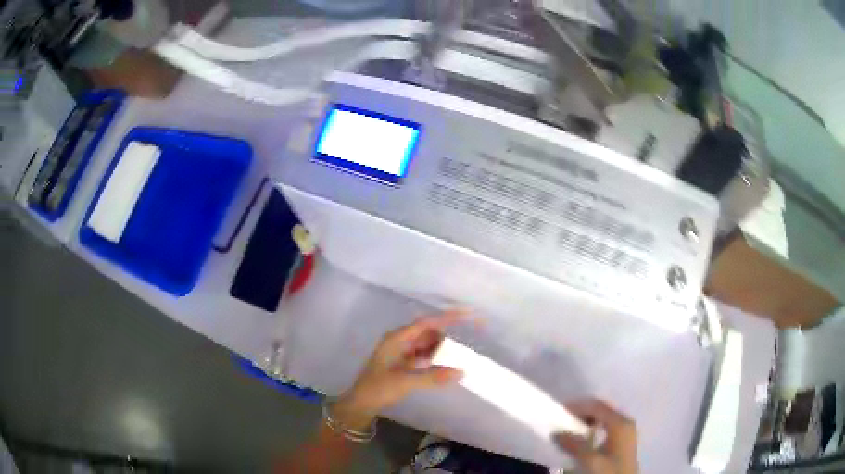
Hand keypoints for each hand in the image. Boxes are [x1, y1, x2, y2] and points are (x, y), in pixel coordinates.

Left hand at [331, 310, 466, 430]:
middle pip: (428, 332)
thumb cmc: (378, 388)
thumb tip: (461, 371)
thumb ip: (433, 376)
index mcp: (397, 339)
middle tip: (469, 338)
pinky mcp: (403, 364)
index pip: (427, 322)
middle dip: (447, 334)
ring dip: (442, 348)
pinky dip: (435, 358)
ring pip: (427, 344)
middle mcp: (399, 341)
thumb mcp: (405, 382)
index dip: (448, 317)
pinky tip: (446, 365)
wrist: (360, 404)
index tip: (468, 314)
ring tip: (461, 353)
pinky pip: (424, 355)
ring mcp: (401, 352)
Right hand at [554, 400, 638, 473]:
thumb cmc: (610, 471)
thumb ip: (574, 445)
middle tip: (564, 419)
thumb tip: (556, 432)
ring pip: (605, 417)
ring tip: (571, 428)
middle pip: (602, 409)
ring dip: (587, 419)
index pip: (597, 406)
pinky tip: (585, 437)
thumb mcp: (590, 460)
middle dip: (582, 411)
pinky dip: (594, 426)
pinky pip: (607, 425)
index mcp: (620, 422)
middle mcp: (625, 421)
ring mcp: (626, 430)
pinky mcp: (624, 440)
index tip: (560, 411)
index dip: (578, 406)